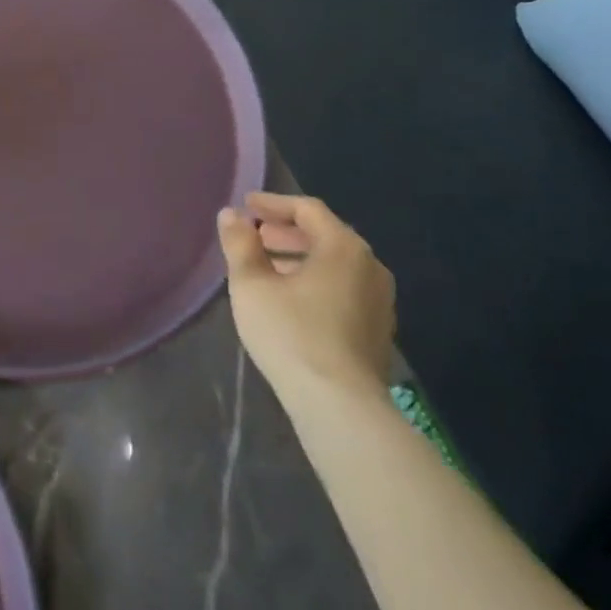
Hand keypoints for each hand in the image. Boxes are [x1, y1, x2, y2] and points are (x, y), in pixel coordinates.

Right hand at [218, 192, 394, 402]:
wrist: (340, 406)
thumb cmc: (291, 334)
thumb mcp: (252, 285)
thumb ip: (240, 244)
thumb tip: (230, 214)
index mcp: (343, 247)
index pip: (307, 209)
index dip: (273, 203)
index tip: (246, 205)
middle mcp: (370, 265)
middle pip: (324, 234)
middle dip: (286, 231)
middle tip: (254, 235)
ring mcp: (379, 299)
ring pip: (335, 264)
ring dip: (300, 257)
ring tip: (266, 266)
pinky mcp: (378, 328)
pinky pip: (344, 287)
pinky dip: (316, 280)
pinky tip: (291, 298)